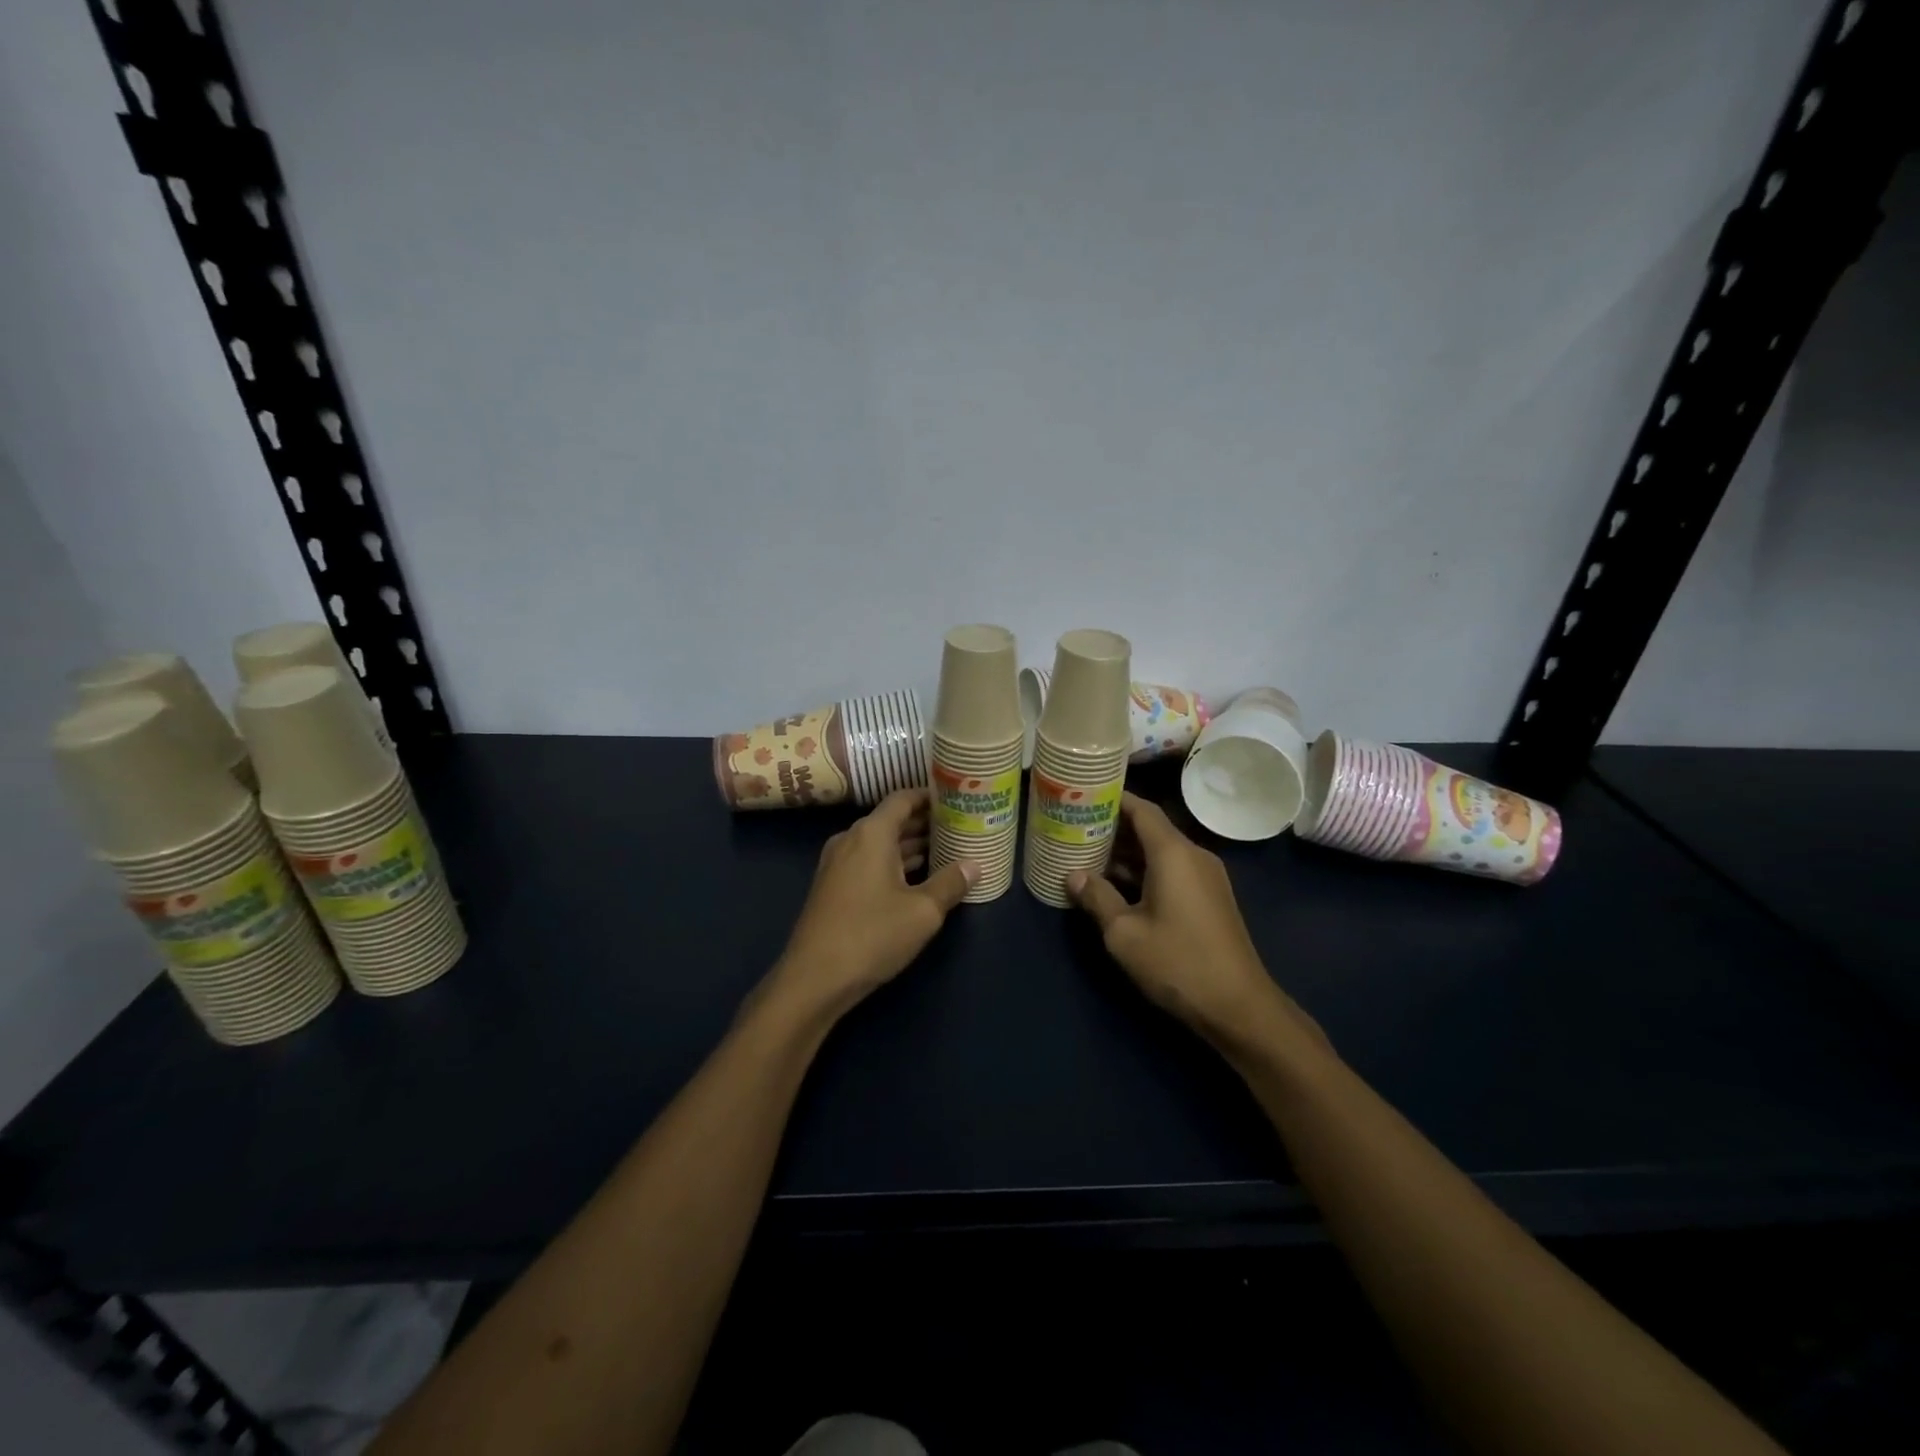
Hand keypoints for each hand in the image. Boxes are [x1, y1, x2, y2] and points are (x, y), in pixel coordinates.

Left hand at [767, 788, 975, 1023]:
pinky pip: (869, 862)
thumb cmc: (872, 935)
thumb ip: (950, 883)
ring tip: (948, 850)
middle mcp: (851, 840)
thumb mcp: (923, 911)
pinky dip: (894, 864)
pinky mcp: (833, 887)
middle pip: (892, 820)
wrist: (814, 979)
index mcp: (871, 834)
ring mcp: (838, 864)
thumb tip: (975, 865)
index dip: (930, 796)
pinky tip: (919, 879)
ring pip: (881, 844)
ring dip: (911, 846)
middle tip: (961, 826)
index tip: (957, 800)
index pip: (902, 799)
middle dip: (926, 823)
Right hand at [1067, 794, 1324, 1055]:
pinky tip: (1117, 885)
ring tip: (1087, 855)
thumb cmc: (1177, 963)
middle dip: (1113, 827)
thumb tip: (1073, 875)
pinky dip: (1144, 870)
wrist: (1239, 1006)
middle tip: (1075, 828)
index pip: (1142, 809)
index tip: (1084, 794)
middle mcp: (1193, 856)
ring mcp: (1206, 877)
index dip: (1113, 799)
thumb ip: (1097, 897)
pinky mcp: (1209, 898)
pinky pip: (1172, 870)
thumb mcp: (1124, 933)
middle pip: (1150, 828)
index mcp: (1173, 853)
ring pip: (1160, 852)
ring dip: (1127, 853)